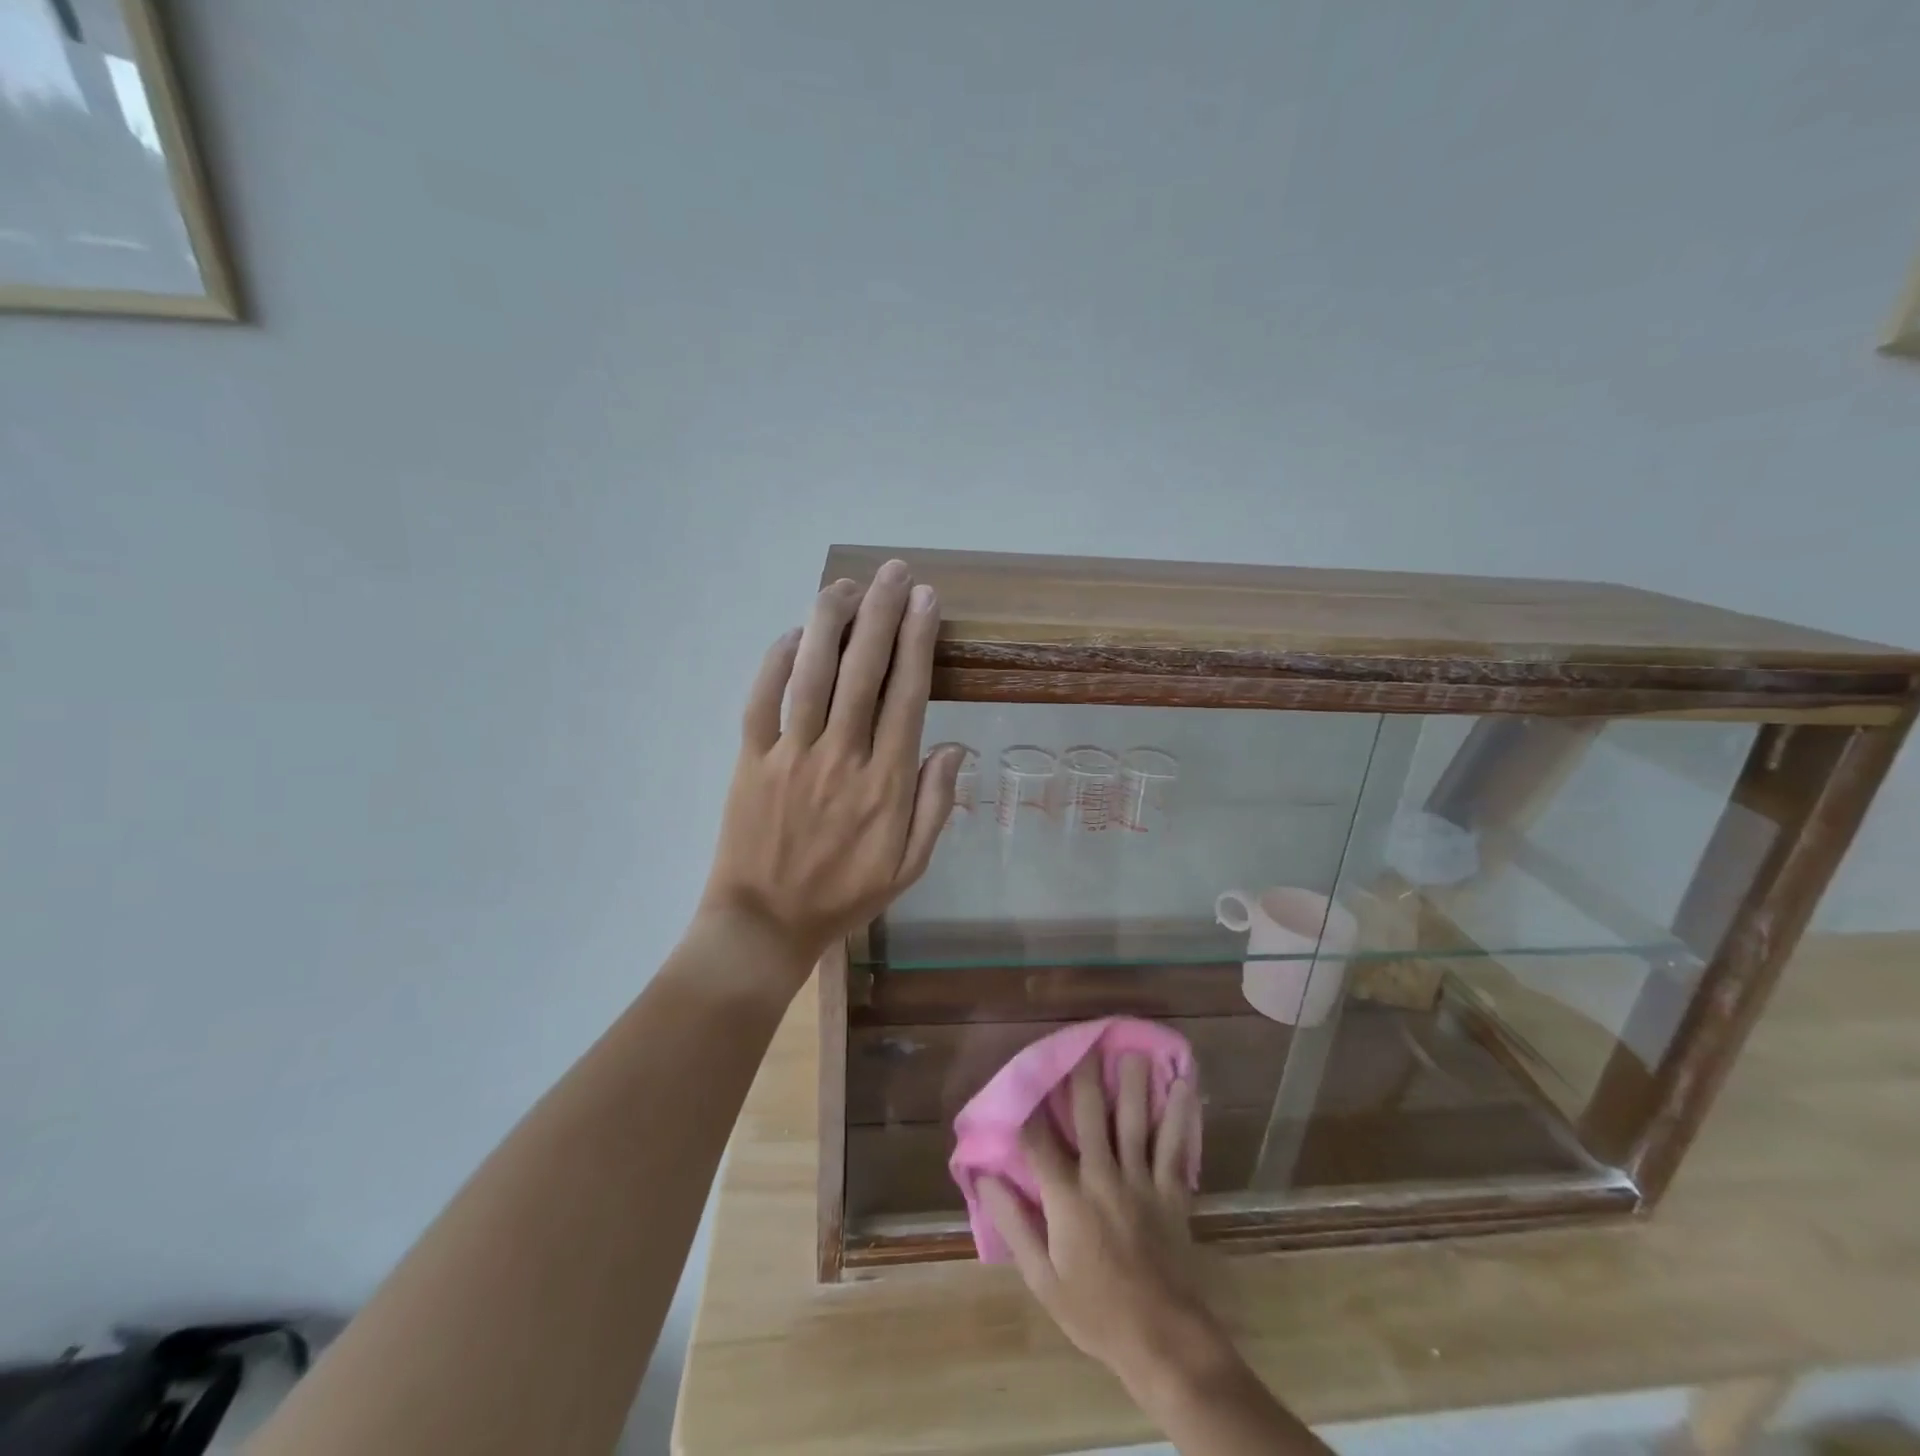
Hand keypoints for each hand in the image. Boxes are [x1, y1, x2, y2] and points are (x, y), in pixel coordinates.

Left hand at [700, 560, 962, 975]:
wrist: (765, 924)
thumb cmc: (844, 895)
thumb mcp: (910, 866)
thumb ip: (935, 806)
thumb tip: (955, 748)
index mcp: (886, 784)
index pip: (907, 696)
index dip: (919, 642)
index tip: (927, 601)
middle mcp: (841, 758)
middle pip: (863, 671)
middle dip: (882, 614)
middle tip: (894, 572)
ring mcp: (791, 756)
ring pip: (811, 674)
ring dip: (830, 624)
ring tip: (847, 586)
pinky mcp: (750, 761)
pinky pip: (761, 700)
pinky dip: (775, 662)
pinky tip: (792, 634)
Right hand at [978, 1054, 1222, 1390]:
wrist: (1163, 1342)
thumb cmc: (1095, 1312)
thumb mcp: (1043, 1279)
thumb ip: (1014, 1224)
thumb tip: (985, 1177)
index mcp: (1067, 1199)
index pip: (1039, 1141)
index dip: (1027, 1108)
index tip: (1021, 1079)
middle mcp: (1103, 1178)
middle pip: (1089, 1116)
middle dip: (1084, 1077)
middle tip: (1083, 1043)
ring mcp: (1141, 1182)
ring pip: (1135, 1121)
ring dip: (1134, 1084)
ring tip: (1133, 1051)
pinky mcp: (1172, 1193)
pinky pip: (1175, 1147)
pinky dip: (1181, 1116)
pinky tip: (1185, 1088)